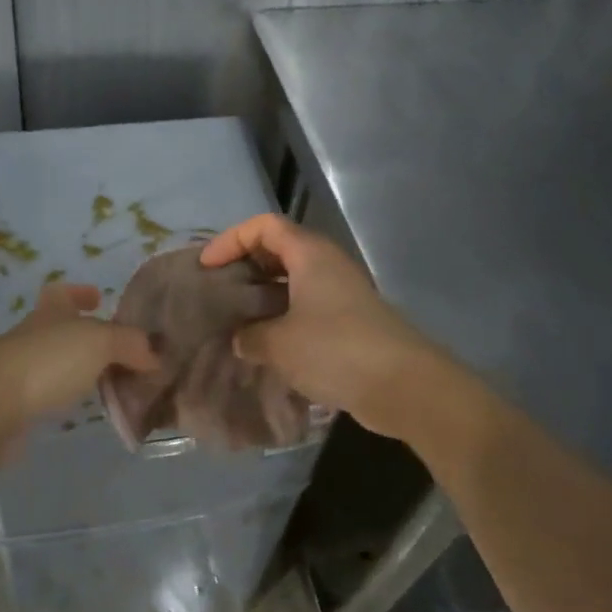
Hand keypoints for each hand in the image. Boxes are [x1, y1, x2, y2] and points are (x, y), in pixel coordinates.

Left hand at [0, 282, 157, 428]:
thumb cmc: (48, 361)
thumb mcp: (100, 342)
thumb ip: (131, 344)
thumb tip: (155, 355)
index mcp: (50, 311)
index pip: (61, 293)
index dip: (79, 293)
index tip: (99, 298)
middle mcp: (34, 335)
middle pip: (63, 329)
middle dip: (90, 337)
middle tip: (125, 352)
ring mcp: (22, 370)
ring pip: (59, 363)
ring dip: (83, 370)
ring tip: (116, 383)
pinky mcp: (17, 405)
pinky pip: (52, 395)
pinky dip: (70, 398)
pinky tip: (89, 409)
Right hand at [197, 214, 455, 438]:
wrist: (403, 385)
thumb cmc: (335, 350)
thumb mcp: (279, 343)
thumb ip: (251, 336)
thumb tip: (241, 338)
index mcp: (309, 254)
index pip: (264, 226)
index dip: (231, 240)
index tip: (208, 268)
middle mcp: (327, 264)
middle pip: (278, 249)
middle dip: (245, 267)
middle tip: (218, 293)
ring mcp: (341, 293)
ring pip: (293, 281)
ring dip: (263, 296)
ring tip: (235, 321)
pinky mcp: (350, 321)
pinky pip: (306, 307)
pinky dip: (283, 318)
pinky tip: (265, 346)